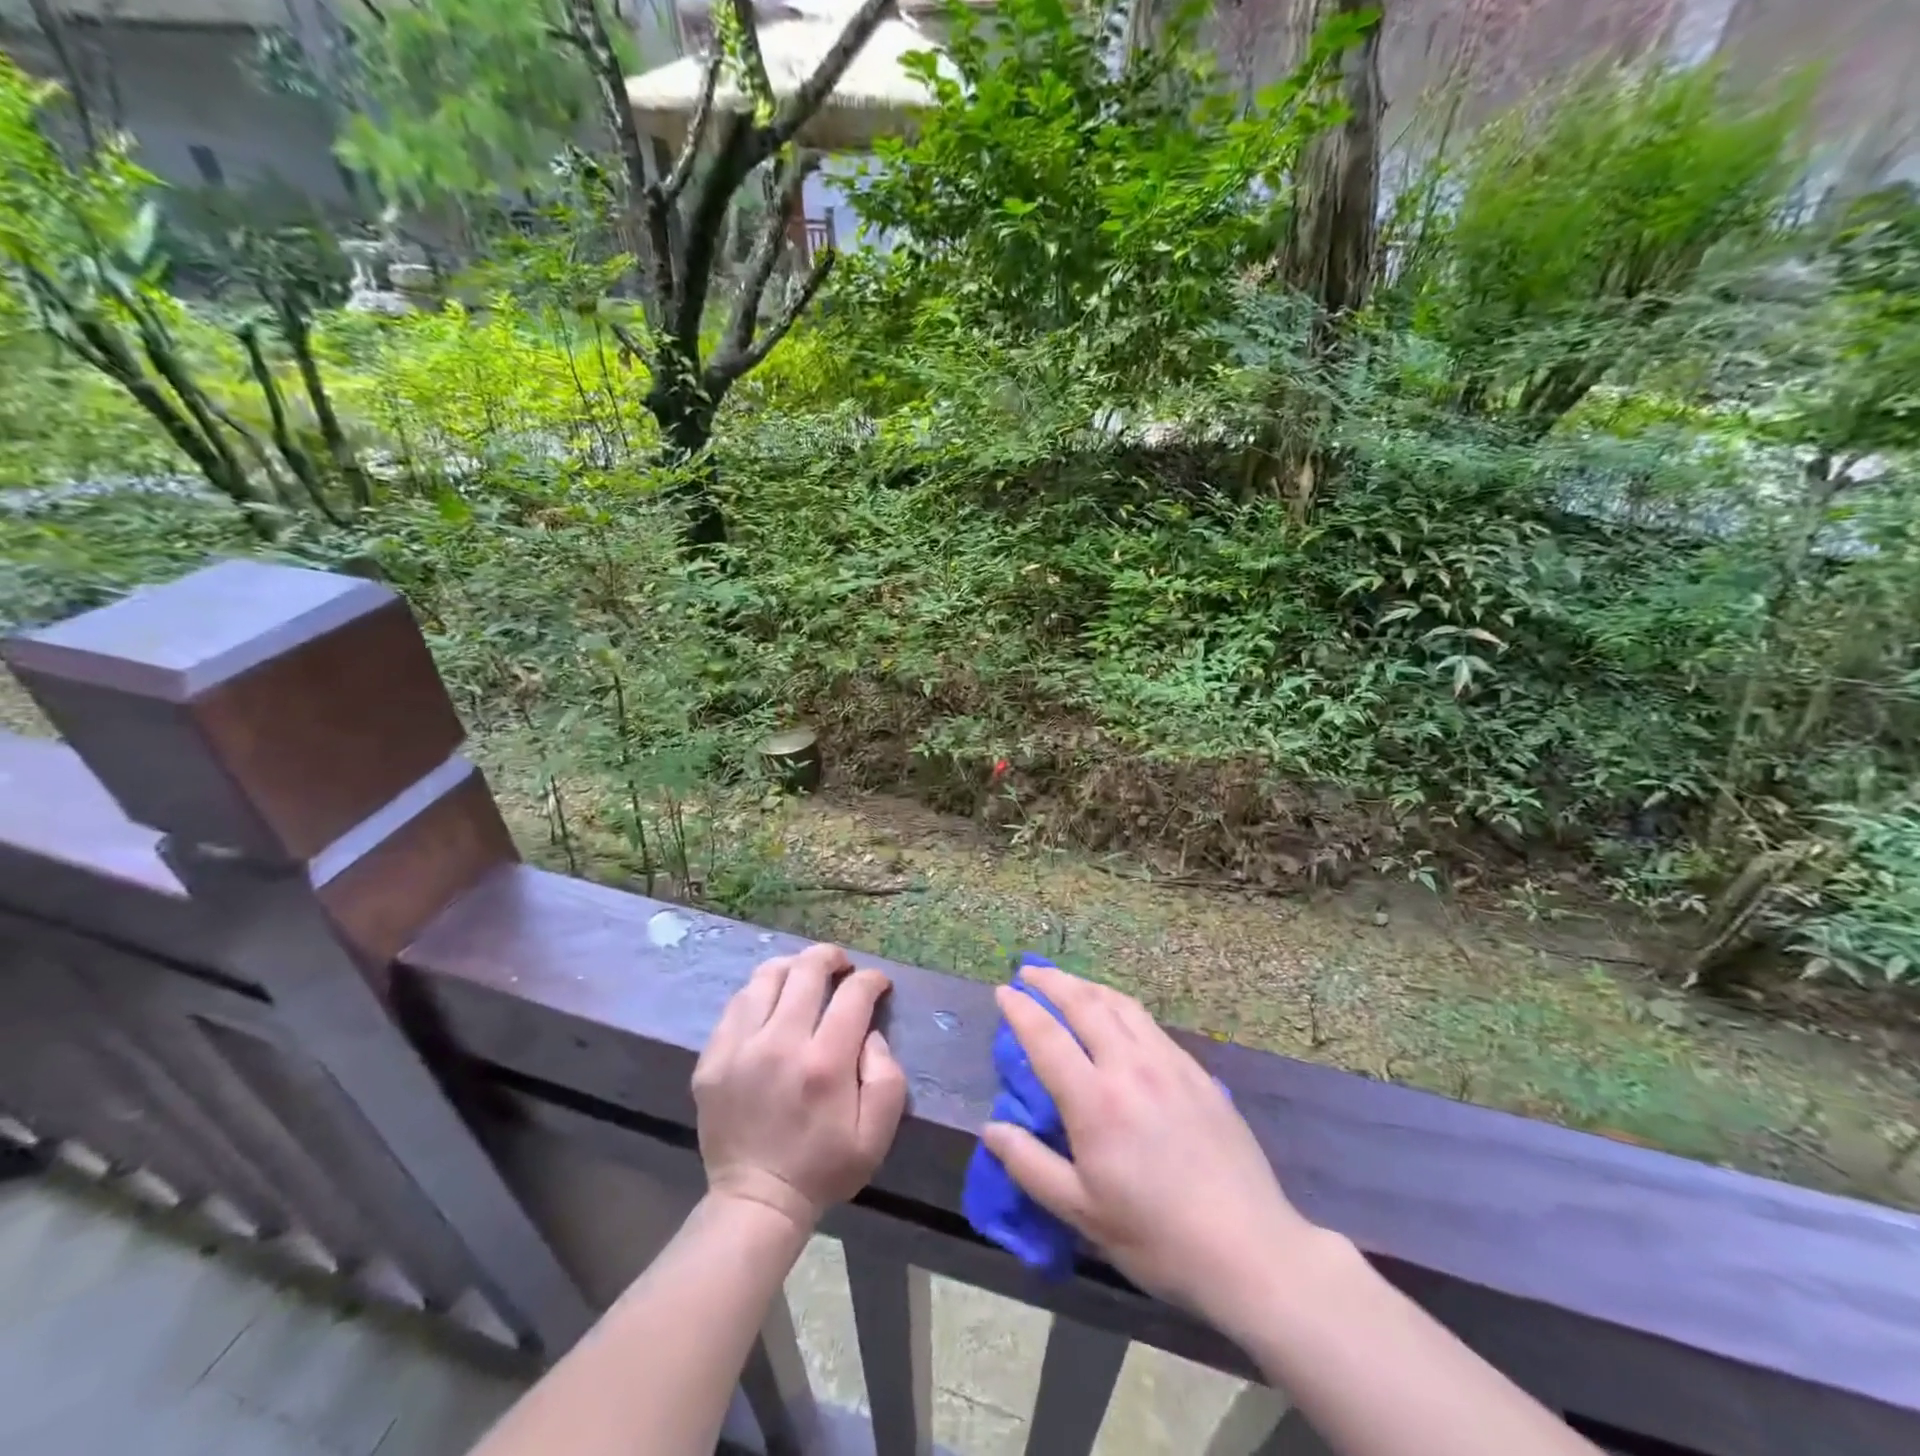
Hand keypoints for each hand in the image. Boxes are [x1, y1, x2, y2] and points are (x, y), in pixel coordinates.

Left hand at [692, 943, 907, 1232]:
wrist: (756, 1202)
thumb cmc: (824, 1167)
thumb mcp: (877, 1133)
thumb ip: (887, 1075)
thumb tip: (870, 1032)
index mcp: (824, 1063)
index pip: (853, 993)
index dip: (871, 979)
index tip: (877, 984)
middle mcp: (780, 1044)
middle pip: (806, 969)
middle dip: (831, 957)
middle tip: (841, 966)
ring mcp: (739, 1048)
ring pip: (766, 976)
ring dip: (792, 968)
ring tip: (803, 978)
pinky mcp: (711, 1058)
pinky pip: (737, 1004)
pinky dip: (760, 994)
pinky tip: (771, 1005)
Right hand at [981, 966, 1318, 1326]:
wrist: (1250, 1248)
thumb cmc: (1157, 1237)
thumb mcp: (1082, 1212)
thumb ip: (1031, 1165)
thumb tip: (992, 1128)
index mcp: (1095, 1101)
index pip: (1047, 1037)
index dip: (1020, 1009)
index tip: (1002, 991)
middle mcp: (1130, 1067)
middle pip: (1085, 1004)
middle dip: (1052, 982)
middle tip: (1029, 972)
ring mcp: (1169, 1064)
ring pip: (1121, 1004)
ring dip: (1088, 986)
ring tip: (1068, 983)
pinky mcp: (1198, 1072)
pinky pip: (1149, 1023)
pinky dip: (1121, 1006)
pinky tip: (1118, 1016)